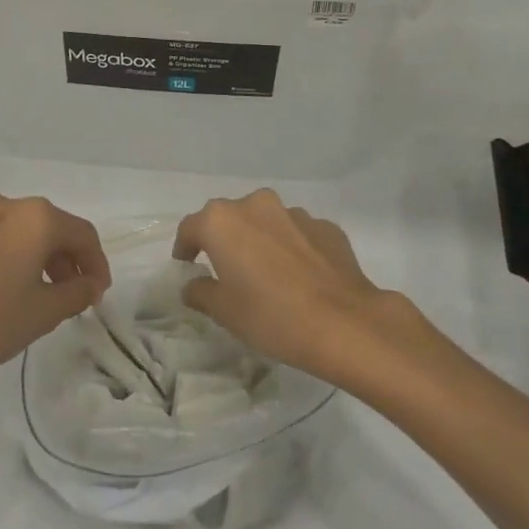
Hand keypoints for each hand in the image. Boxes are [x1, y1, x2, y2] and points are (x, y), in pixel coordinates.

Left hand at [0, 193, 110, 396]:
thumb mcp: (43, 314)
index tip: (97, 293)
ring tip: (25, 294)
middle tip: (67, 294)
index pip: (82, 233)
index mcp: (33, 218)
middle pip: (44, 227)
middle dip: (62, 259)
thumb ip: (77, 293)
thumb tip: (89, 284)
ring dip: (25, 257)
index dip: (97, 263)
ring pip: (8, 233)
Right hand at [173, 190, 436, 388]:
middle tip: (226, 269)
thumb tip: (194, 285)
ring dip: (260, 240)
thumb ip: (201, 292)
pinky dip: (292, 248)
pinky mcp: (327, 228)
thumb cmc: (270, 315)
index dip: (185, 247)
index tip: (187, 264)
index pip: (190, 228)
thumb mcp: (224, 311)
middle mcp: (256, 206)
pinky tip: (299, 276)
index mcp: (222, 221)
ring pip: (267, 222)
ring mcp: (295, 214)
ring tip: (267, 273)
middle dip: (224, 239)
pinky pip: (298, 234)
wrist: (344, 323)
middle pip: (230, 218)